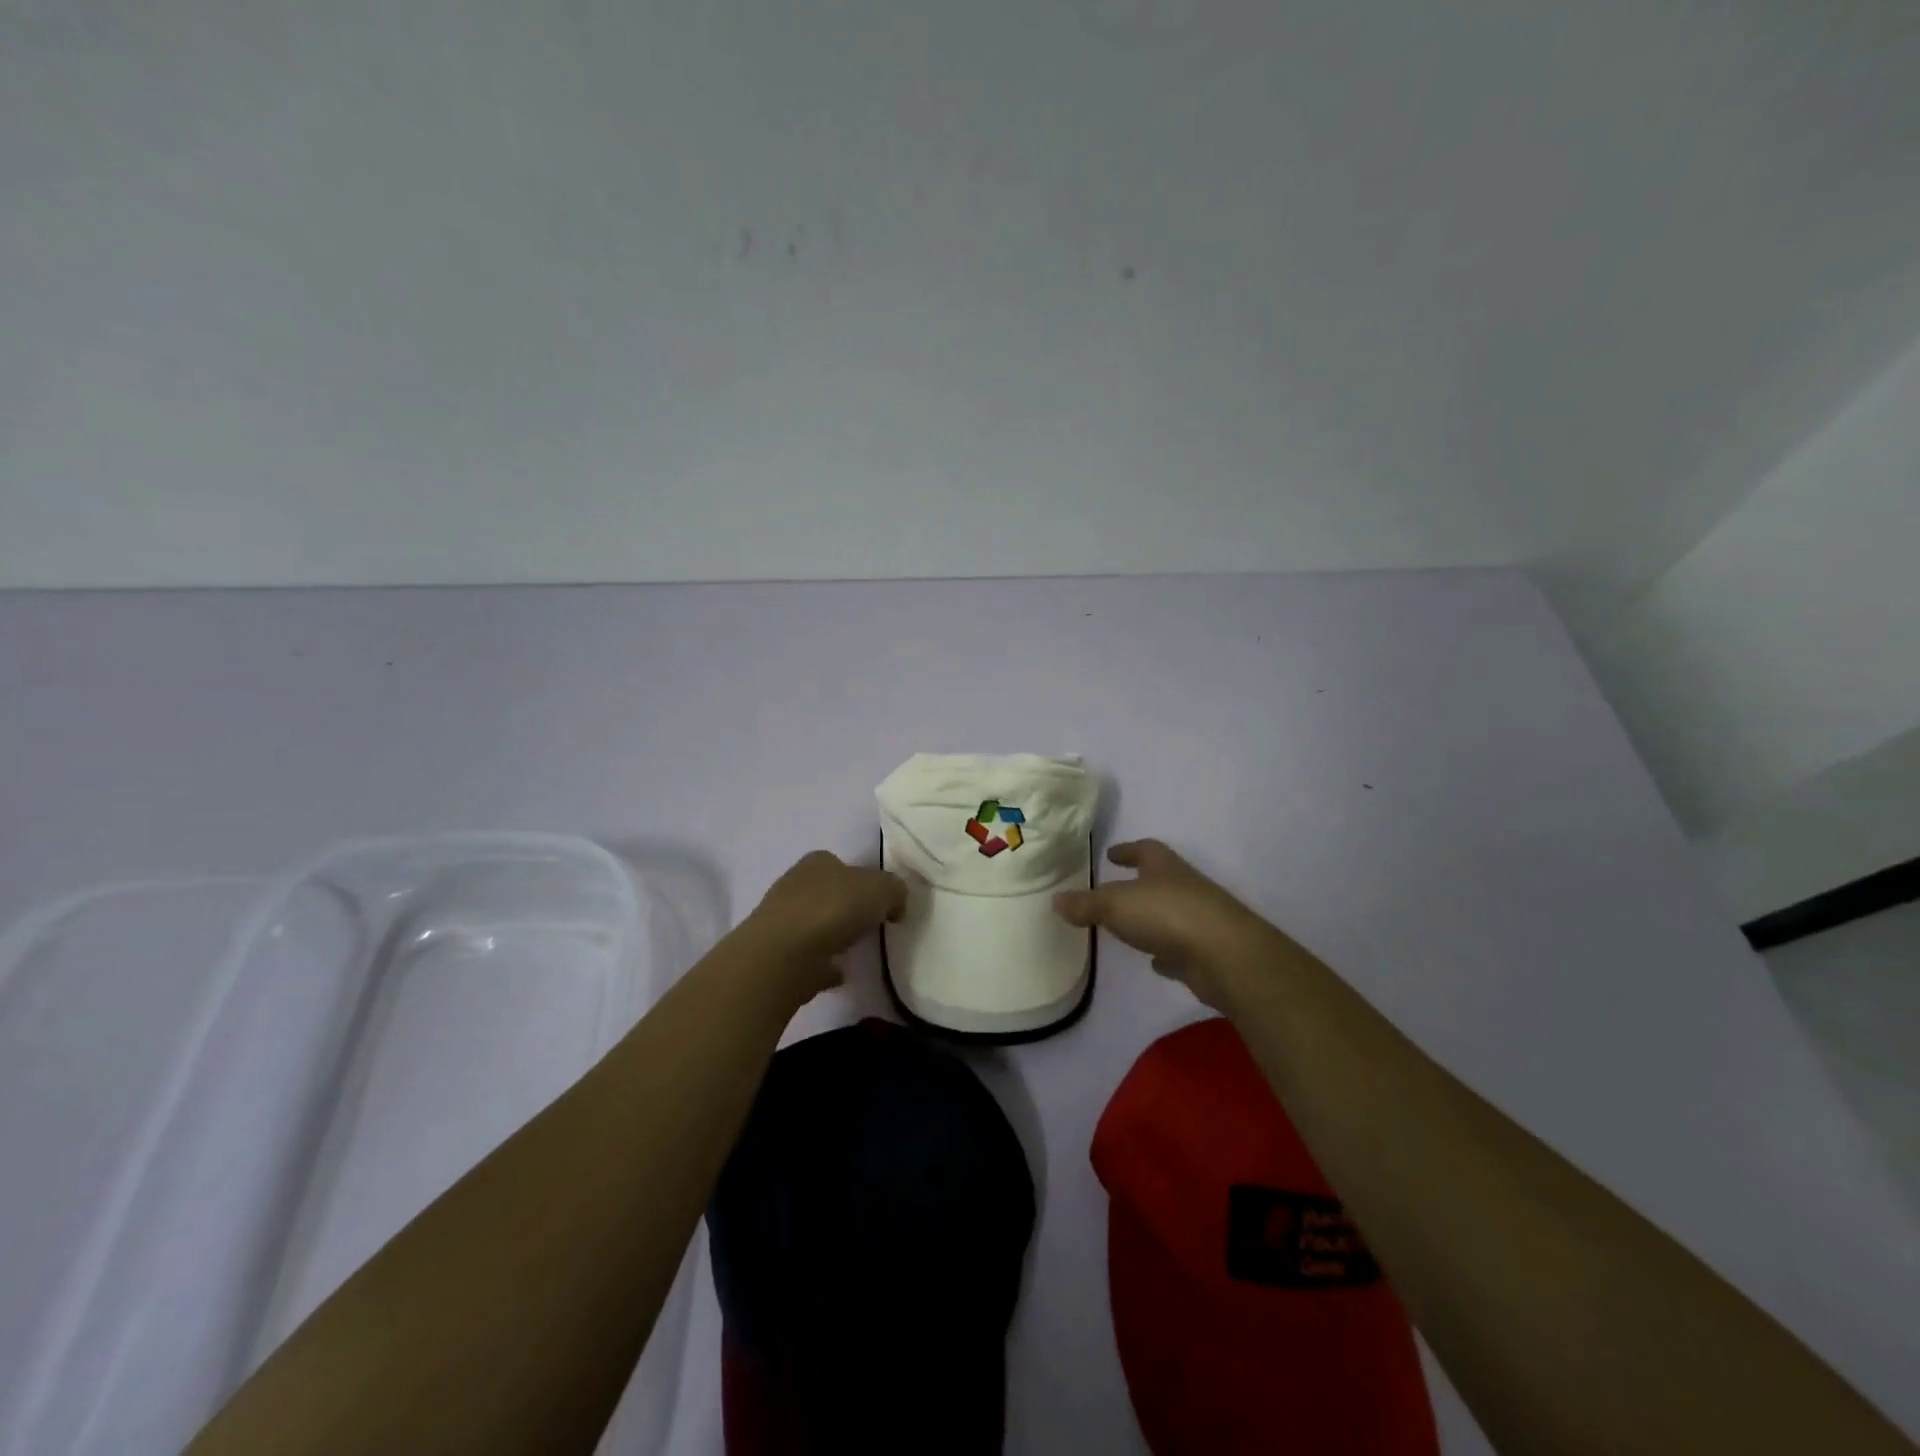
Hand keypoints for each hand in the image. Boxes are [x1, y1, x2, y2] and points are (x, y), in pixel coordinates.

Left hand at [739, 850, 907, 1000]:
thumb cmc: (832, 910)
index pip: (841, 863)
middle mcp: (794, 885)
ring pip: (813, 925)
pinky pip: (807, 958)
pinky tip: (839, 974)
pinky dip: (821, 964)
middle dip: (845, 906)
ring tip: (855, 951)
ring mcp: (781, 921)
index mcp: (817, 862)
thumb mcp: (881, 889)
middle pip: (826, 893)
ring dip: (831, 935)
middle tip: (869, 925)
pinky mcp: (775, 956)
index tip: (880, 901)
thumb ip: (895, 891)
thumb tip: (895, 904)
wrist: (782, 957)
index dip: (862, 879)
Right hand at [1053, 839, 1272, 1011]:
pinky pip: (1180, 948)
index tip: (1111, 854)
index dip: (1128, 850)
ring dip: (1153, 918)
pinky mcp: (1207, 953)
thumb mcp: (1115, 905)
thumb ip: (1086, 904)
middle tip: (1115, 890)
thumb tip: (1056, 899)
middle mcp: (1185, 888)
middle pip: (1160, 880)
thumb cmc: (1167, 915)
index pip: (1145, 850)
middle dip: (1140, 884)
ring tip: (1130, 926)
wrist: (1226, 956)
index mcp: (1164, 868)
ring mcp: (1200, 920)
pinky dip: (1166, 952)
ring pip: (1171, 914)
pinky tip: (1154, 961)